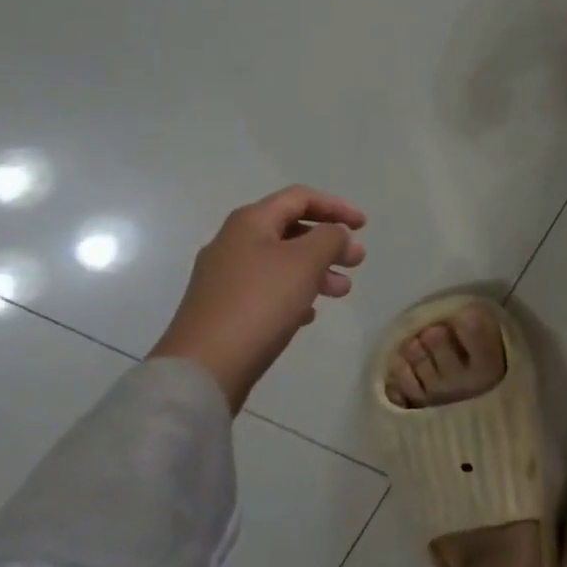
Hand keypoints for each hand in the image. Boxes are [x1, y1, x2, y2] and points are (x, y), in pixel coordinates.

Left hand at [148, 186, 367, 412]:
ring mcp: (224, 277)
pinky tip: (308, 314)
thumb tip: (335, 234)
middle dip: (329, 242)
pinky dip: (294, 293)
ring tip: (341, 292)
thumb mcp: (305, 262)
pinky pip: (267, 289)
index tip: (364, 226)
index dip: (336, 206)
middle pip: (291, 229)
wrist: (203, 368)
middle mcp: (233, 242)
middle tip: (356, 262)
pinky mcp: (223, 308)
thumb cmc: (259, 303)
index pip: (300, 198)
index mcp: (250, 221)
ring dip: (316, 270)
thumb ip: (330, 238)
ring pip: (281, 262)